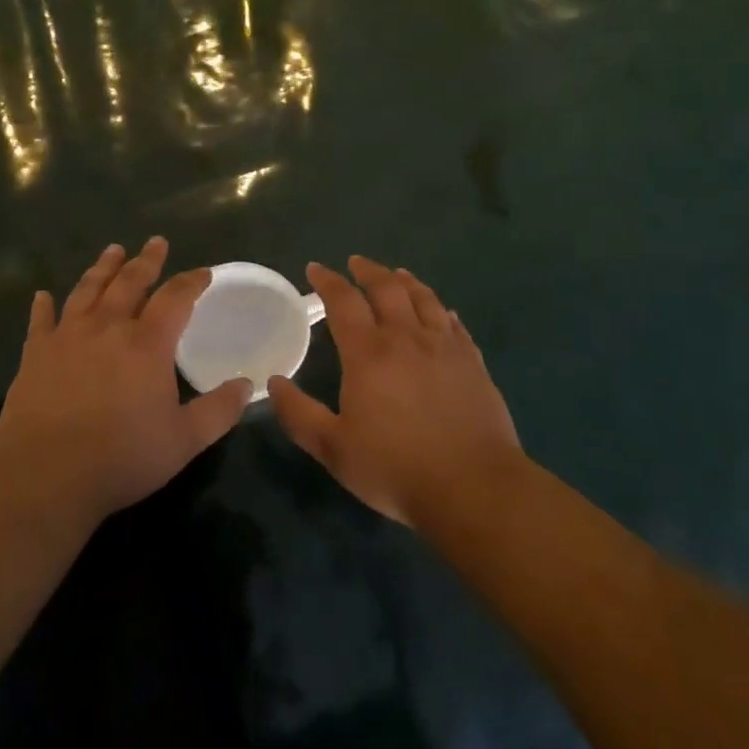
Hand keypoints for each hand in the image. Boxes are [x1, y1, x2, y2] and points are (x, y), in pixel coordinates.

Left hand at [0, 238, 251, 528]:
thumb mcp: (184, 440)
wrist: (46, 476)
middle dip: (146, 261)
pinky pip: (41, 320)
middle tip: (156, 243)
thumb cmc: (122, 457)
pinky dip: (43, 306)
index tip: (203, 273)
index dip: (191, 282)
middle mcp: (107, 328)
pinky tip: (43, 296)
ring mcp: (67, 337)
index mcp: (147, 344)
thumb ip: (219, 410)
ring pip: (87, 290)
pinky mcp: (35, 354)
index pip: (175, 298)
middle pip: (129, 282)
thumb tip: (247, 385)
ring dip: (102, 268)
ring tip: (113, 251)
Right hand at [268, 257, 523, 529]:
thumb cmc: (395, 467)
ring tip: (397, 274)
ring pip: (424, 299)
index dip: (327, 281)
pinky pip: (455, 325)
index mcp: (369, 353)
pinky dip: (441, 310)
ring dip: (406, 281)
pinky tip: (442, 312)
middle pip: (386, 288)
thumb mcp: (333, 448)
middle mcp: (407, 338)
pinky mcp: (473, 363)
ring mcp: (445, 347)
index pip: (343, 302)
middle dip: (367, 271)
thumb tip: (275, 382)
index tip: (315, 268)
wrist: (473, 486)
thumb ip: (299, 414)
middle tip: (356, 262)